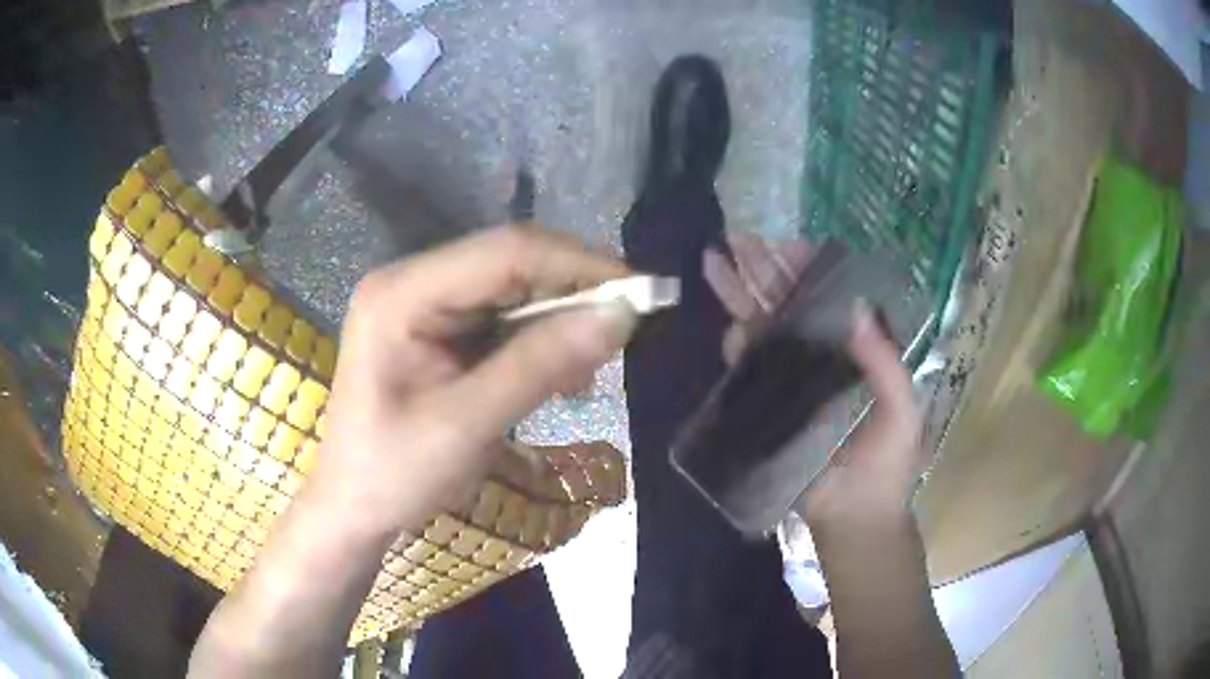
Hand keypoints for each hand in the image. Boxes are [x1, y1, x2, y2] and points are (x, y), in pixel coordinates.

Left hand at [311, 226, 638, 536]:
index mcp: (402, 294)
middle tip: (622, 335)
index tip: (641, 293)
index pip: (505, 253)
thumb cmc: (395, 475)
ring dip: (559, 322)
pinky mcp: (435, 328)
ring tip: (587, 369)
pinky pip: (501, 319)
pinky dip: (538, 342)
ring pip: (512, 291)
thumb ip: (541, 365)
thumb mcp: (468, 425)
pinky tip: (558, 375)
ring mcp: (422, 303)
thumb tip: (621, 316)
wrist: (353, 509)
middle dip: (572, 295)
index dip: (578, 265)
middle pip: (510, 264)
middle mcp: (411, 282)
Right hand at [703, 234, 924, 528]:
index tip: (787, 247)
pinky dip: (737, 345)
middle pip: (790, 306)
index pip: (830, 299)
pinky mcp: (767, 406)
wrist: (855, 518)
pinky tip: (728, 324)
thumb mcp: (902, 412)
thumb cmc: (888, 466)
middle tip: (737, 240)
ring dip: (740, 296)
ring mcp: (791, 381)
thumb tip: (857, 308)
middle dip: (763, 271)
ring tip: (716, 262)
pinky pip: (749, 369)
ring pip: (764, 328)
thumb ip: (885, 363)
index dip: (809, 271)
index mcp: (856, 352)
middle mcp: (822, 358)